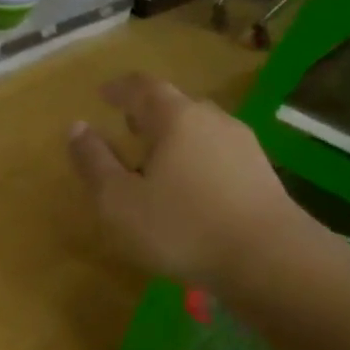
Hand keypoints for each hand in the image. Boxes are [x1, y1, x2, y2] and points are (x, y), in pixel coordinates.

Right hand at [68, 73, 319, 296]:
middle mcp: (212, 120)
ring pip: (200, 130)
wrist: (272, 262)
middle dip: (148, 112)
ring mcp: (244, 146)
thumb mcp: (119, 201)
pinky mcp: (262, 175)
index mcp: (176, 118)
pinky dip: (196, 159)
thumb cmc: (183, 227)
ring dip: (174, 137)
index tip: (102, 93)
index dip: (119, 88)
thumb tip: (76, 127)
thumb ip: (94, 162)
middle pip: (176, 105)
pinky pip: (218, 154)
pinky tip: (190, 187)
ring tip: (156, 159)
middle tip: (127, 125)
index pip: (142, 87)